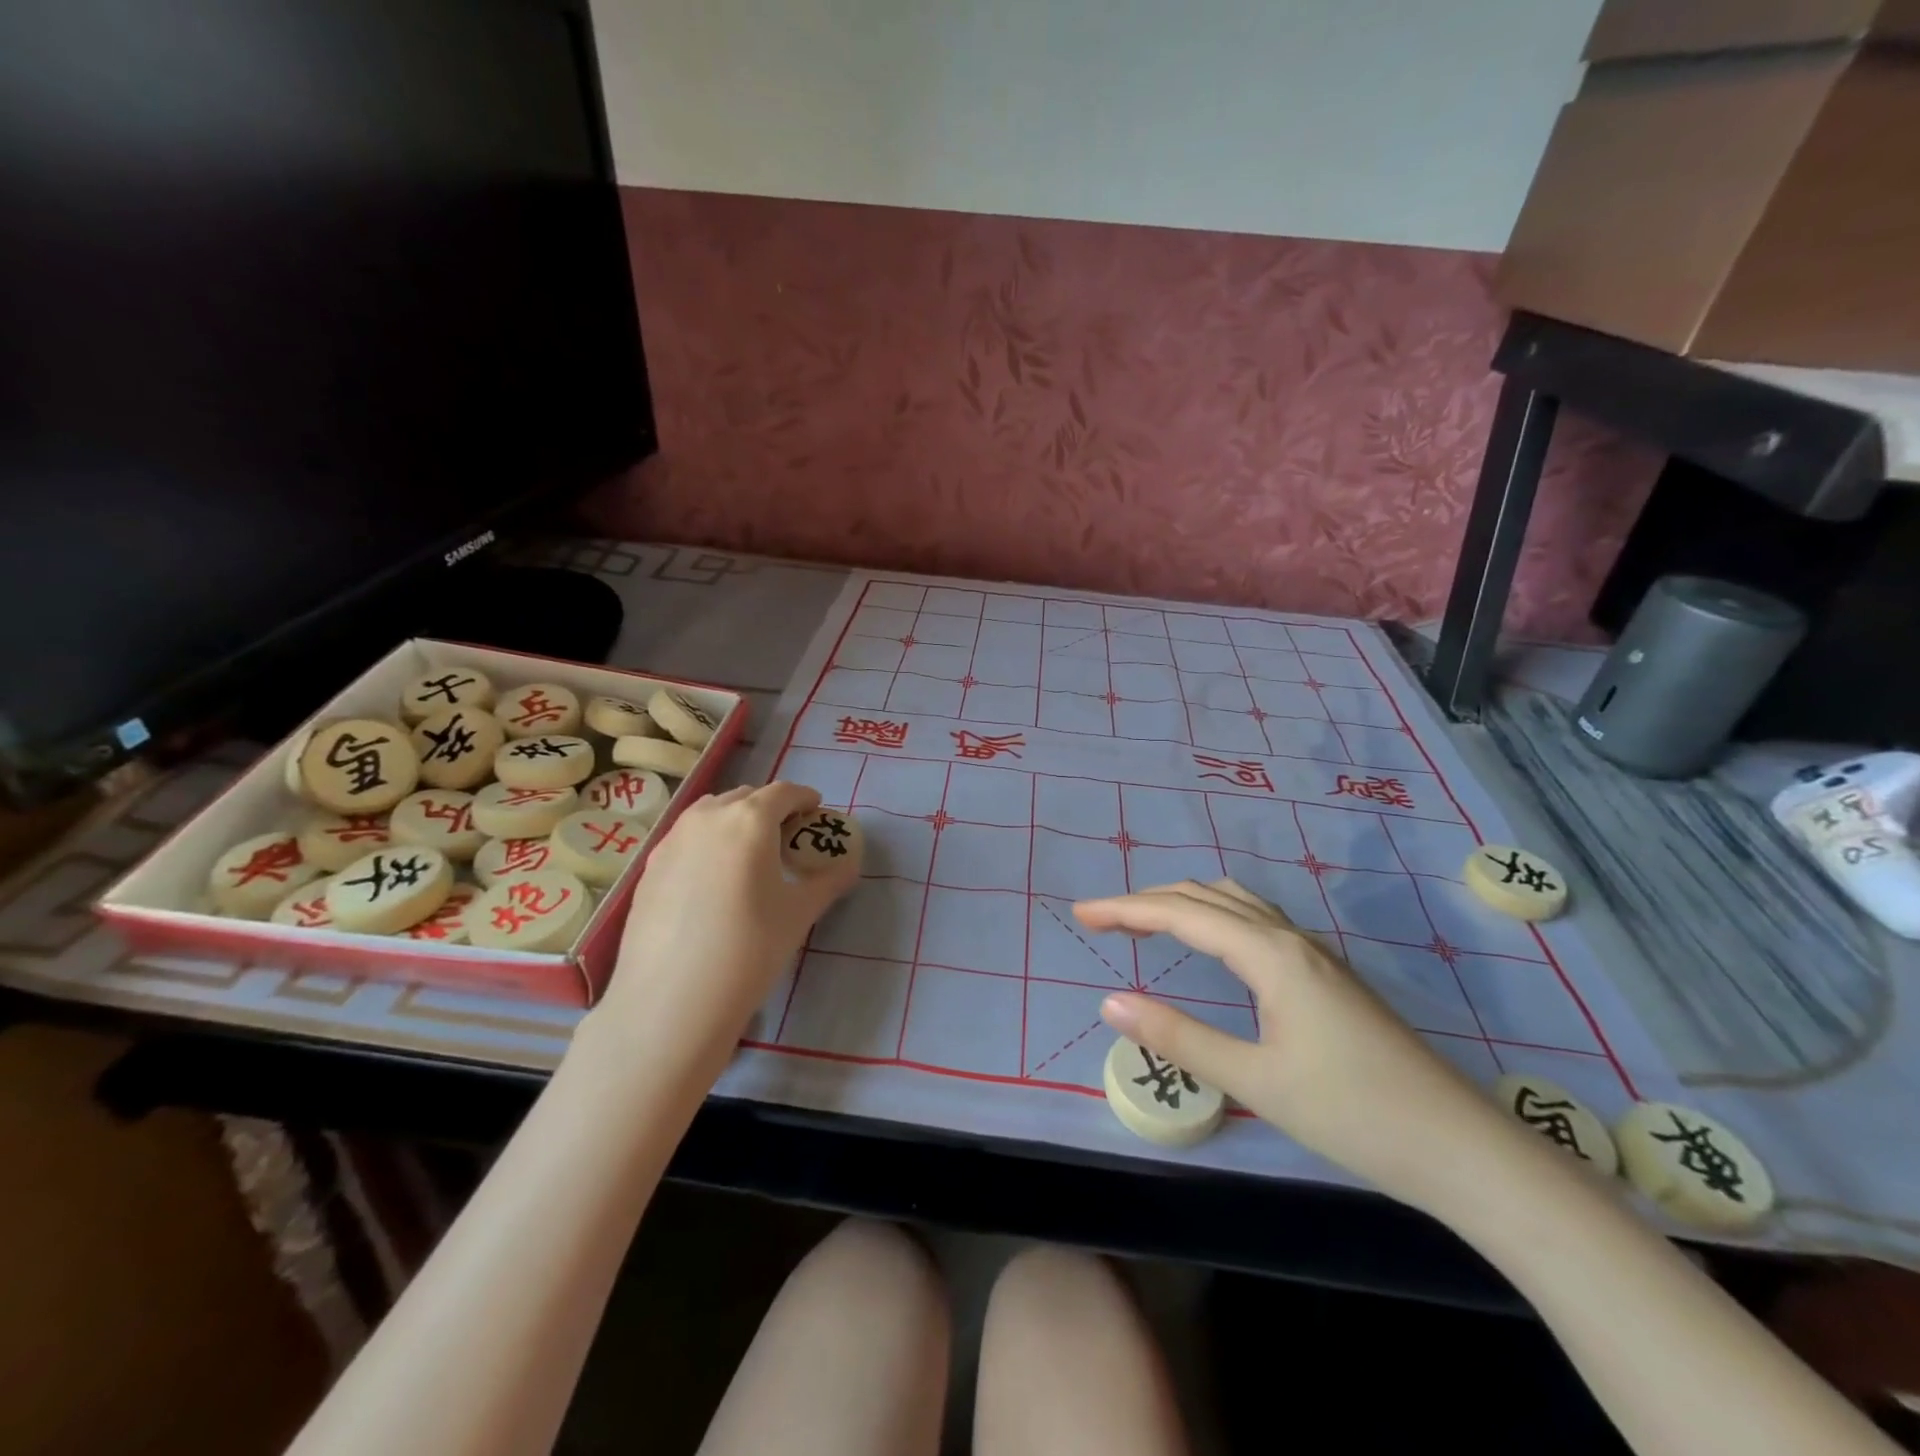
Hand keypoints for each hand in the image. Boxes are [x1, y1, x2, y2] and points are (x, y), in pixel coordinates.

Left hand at [604, 782, 859, 1065]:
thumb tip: (849, 865)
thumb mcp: (799, 914)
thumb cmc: (749, 949)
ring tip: (748, 856)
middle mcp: (707, 818)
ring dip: (735, 821)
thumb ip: (828, 881)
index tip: (815, 813)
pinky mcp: (649, 868)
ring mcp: (672, 840)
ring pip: (710, 814)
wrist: (671, 1000)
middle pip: (745, 797)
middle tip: (786, 838)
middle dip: (770, 809)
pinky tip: (712, 882)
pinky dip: (707, 844)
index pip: (784, 792)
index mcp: (749, 819)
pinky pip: (686, 839)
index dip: (804, 799)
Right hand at [1075, 880, 1523, 1214]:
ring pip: (1235, 904)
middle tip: (1103, 919)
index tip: (1082, 914)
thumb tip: (1109, 1002)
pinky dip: (1215, 917)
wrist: (1461, 1147)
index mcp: (1269, 954)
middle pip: (1206, 897)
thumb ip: (1179, 1037)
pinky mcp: (1326, 975)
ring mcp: (1313, 954)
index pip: (1181, 913)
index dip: (1126, 909)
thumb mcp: (1255, 1080)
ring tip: (1147, 922)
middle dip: (1148, 901)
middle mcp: (1289, 938)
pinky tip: (1214, 942)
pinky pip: (1256, 921)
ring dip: (1184, 903)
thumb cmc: (1354, 1113)